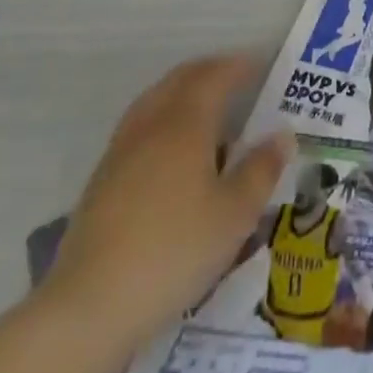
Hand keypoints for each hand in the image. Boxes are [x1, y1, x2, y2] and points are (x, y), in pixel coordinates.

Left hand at [46, 56, 292, 346]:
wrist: (89, 308)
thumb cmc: (175, 251)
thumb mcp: (236, 214)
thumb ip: (262, 169)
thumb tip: (282, 135)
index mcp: (186, 124)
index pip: (215, 76)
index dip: (239, 66)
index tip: (261, 64)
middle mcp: (151, 126)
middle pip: (180, 80)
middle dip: (209, 70)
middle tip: (236, 76)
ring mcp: (120, 153)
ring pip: (154, 101)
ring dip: (182, 92)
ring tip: (207, 107)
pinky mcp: (101, 182)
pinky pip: (139, 129)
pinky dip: (163, 120)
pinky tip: (173, 151)